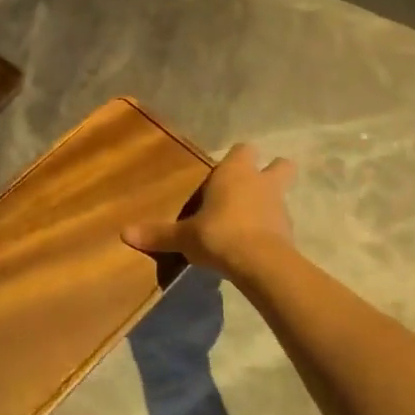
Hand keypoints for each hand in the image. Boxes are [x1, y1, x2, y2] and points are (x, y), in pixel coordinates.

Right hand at [122, 142, 296, 277]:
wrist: (260, 264)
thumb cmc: (219, 235)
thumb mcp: (184, 236)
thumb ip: (158, 234)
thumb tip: (124, 233)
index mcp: (235, 172)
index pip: (243, 150)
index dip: (237, 159)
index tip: (223, 172)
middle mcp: (261, 182)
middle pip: (280, 165)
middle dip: (272, 171)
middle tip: (251, 187)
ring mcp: (280, 207)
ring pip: (281, 196)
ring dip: (268, 204)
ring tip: (247, 222)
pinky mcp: (289, 233)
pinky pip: (280, 224)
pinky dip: (270, 230)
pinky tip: (254, 245)